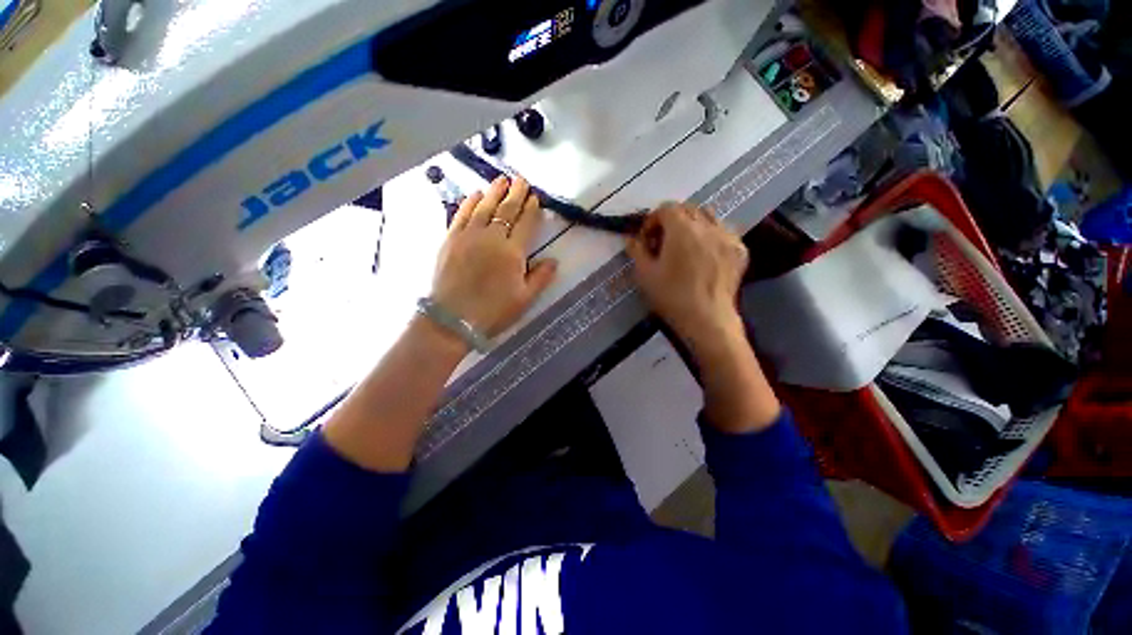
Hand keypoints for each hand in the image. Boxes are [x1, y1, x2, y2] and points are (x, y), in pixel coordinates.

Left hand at [431, 176, 557, 337]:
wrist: (452, 320)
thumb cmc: (493, 311)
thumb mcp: (524, 299)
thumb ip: (540, 278)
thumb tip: (553, 260)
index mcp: (512, 253)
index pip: (525, 224)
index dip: (531, 210)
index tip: (535, 197)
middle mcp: (491, 238)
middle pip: (506, 211)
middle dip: (515, 193)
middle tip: (521, 180)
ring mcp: (468, 236)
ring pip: (484, 207)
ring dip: (494, 192)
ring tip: (501, 179)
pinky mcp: (450, 240)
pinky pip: (461, 214)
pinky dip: (469, 202)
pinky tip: (475, 194)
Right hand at [628, 203, 779, 432]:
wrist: (707, 319)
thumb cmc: (671, 297)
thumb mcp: (644, 274)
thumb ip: (636, 250)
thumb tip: (631, 238)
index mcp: (682, 229)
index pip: (666, 208)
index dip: (652, 220)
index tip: (647, 239)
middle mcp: (707, 226)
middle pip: (688, 208)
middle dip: (672, 220)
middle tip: (663, 242)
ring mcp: (727, 236)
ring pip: (708, 216)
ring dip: (692, 224)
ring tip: (685, 246)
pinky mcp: (739, 250)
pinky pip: (723, 231)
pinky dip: (710, 235)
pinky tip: (704, 255)